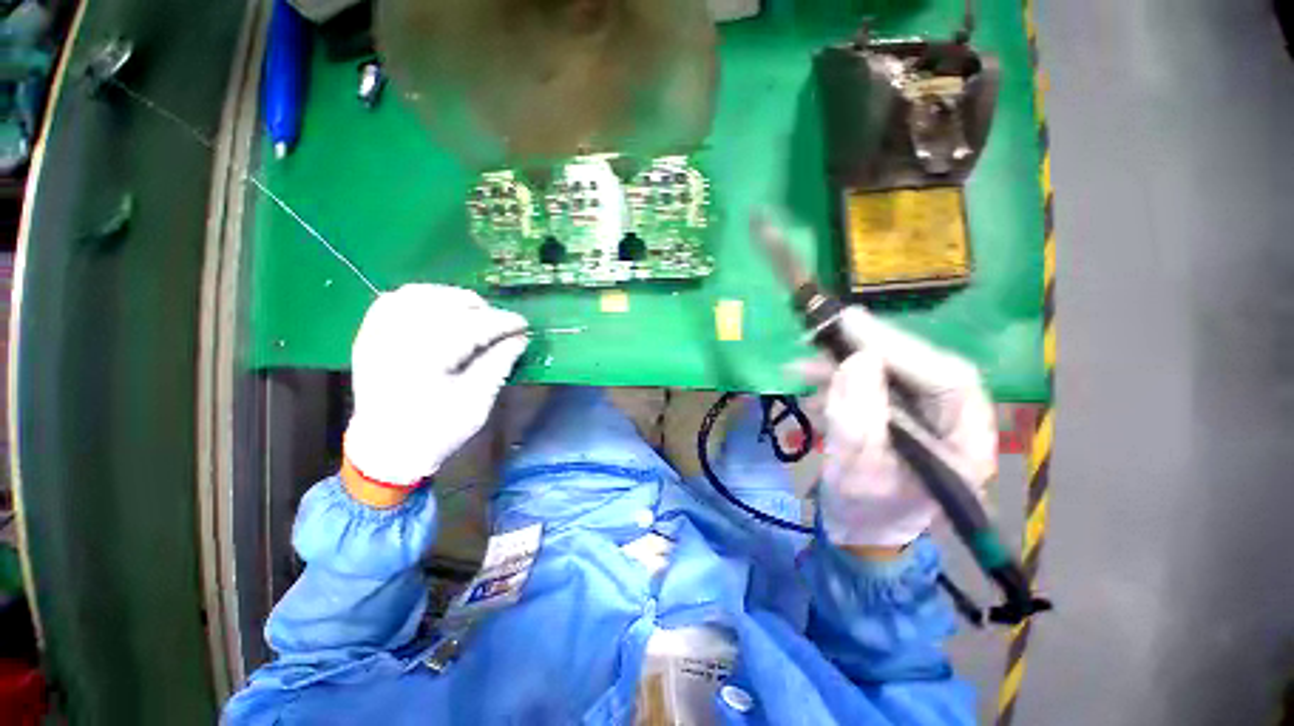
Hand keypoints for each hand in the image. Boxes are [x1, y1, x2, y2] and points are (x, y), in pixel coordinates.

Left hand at [344, 284, 529, 492]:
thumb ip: (498, 365)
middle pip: (446, 305)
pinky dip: (421, 298)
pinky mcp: (369, 335)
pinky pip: (394, 300)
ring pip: (420, 295)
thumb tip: (520, 339)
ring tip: (474, 314)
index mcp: (425, 358)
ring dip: (453, 299)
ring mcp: (378, 334)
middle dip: (481, 310)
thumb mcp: (476, 403)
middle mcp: (397, 338)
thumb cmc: (436, 431)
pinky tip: (439, 309)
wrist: (385, 450)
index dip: (502, 322)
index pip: (472, 325)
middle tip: (500, 325)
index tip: (524, 325)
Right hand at [801, 308, 996, 548]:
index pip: (949, 380)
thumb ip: (858, 419)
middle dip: (869, 348)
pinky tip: (810, 383)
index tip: (853, 327)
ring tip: (802, 365)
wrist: (859, 526)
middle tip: (827, 327)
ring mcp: (923, 414)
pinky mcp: (896, 410)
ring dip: (844, 363)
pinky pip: (870, 383)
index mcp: (966, 443)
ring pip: (890, 372)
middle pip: (919, 369)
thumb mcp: (858, 472)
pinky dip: (837, 378)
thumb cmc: (865, 511)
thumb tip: (857, 361)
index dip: (902, 350)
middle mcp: (953, 421)